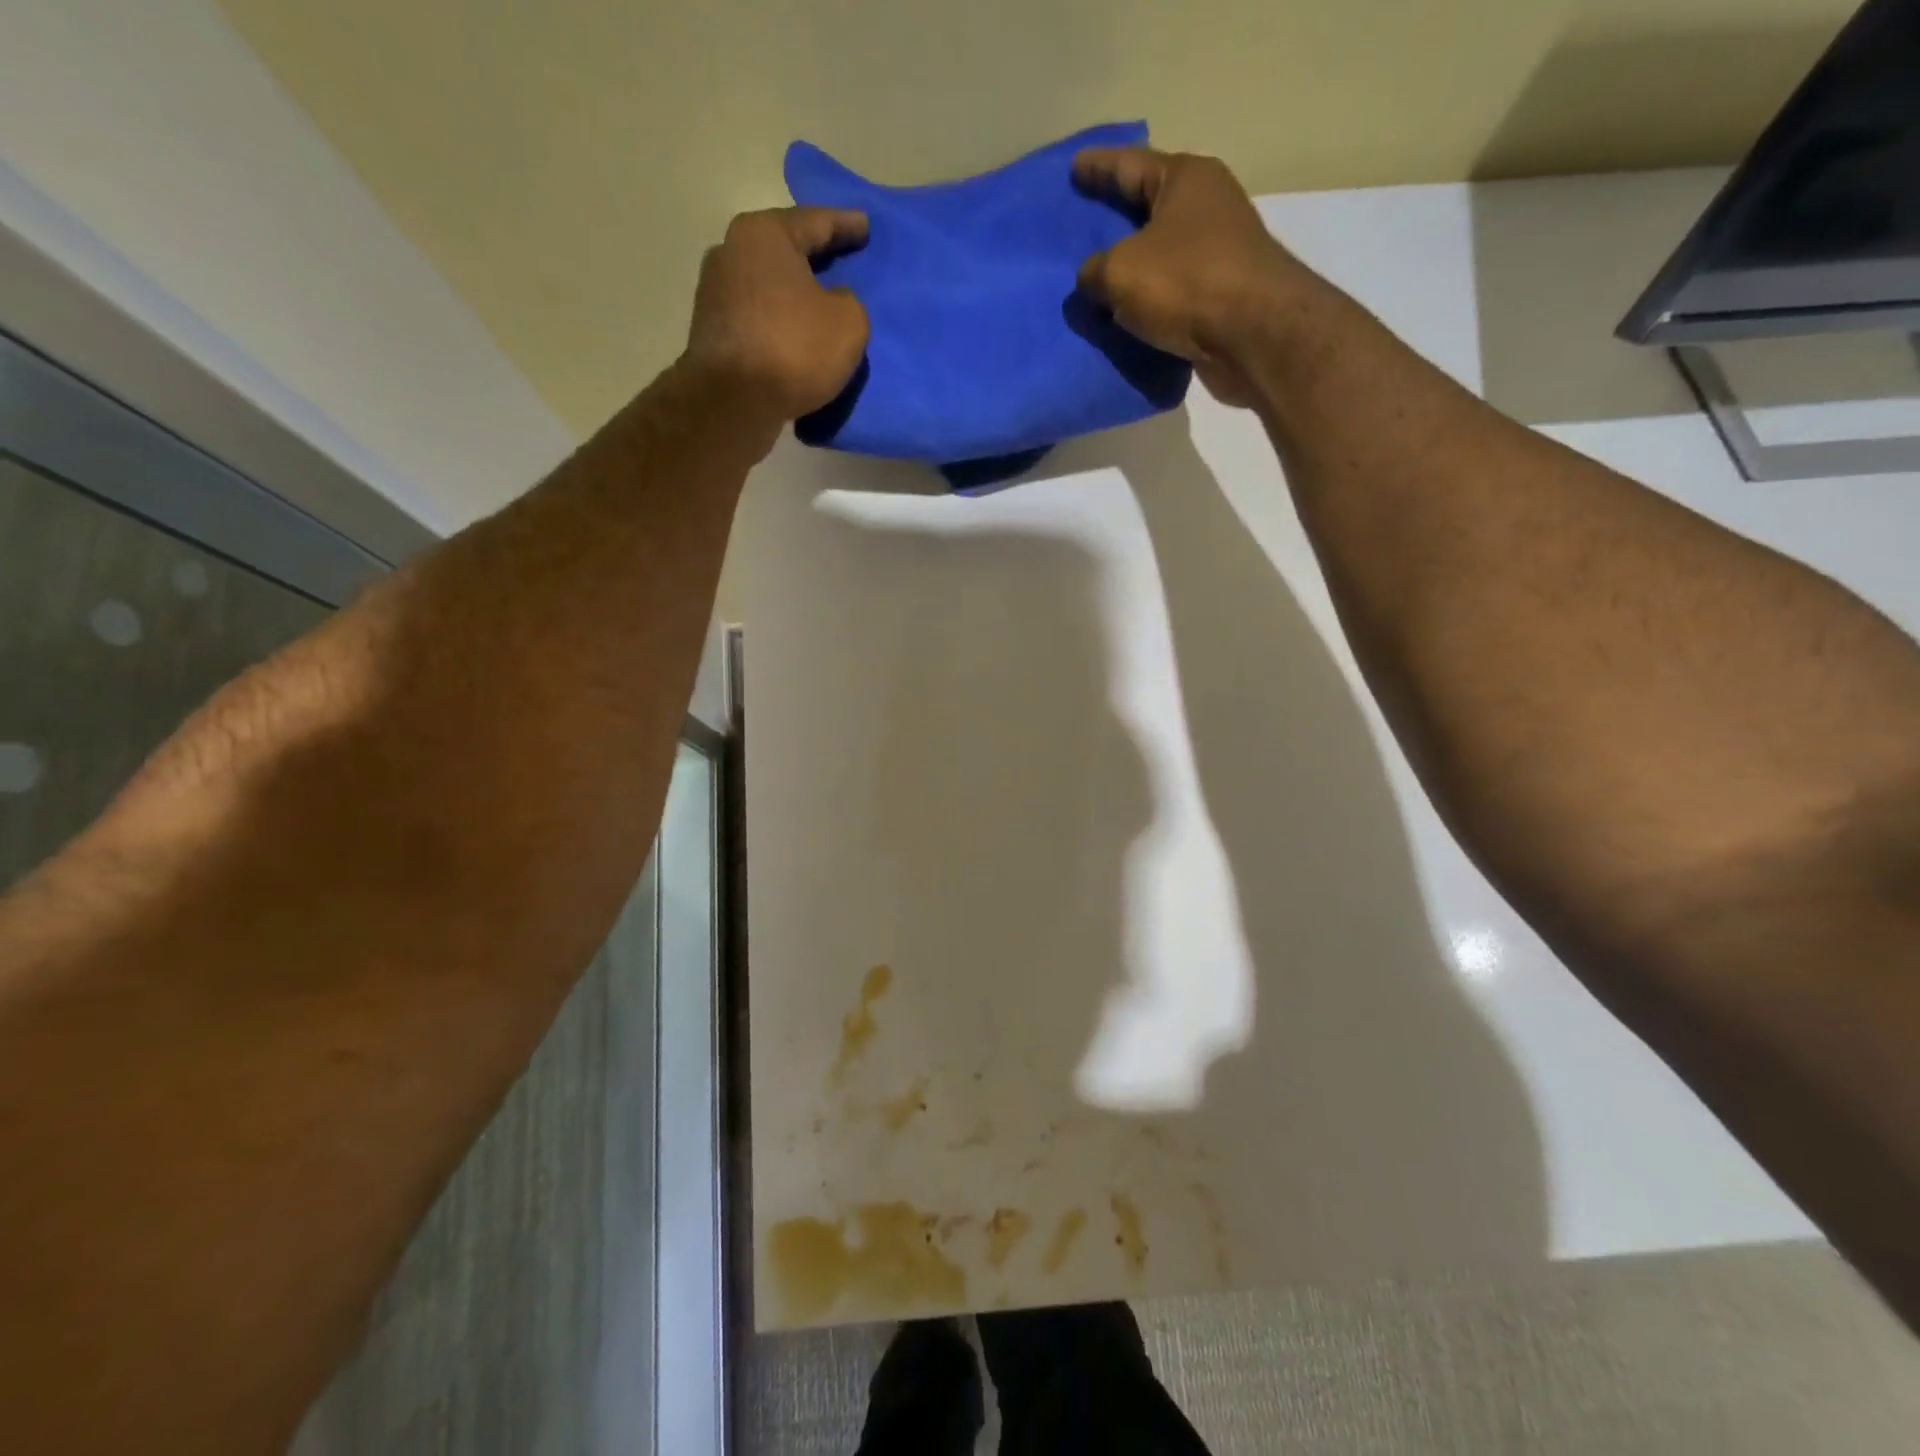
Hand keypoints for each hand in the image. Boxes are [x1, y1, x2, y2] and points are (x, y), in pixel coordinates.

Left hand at [682, 207, 870, 426]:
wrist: (732, 402)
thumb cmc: (793, 348)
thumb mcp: (849, 323)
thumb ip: (850, 303)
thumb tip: (832, 303)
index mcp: (764, 234)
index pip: (816, 221)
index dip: (846, 225)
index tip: (865, 227)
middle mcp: (732, 252)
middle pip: (786, 251)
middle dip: (816, 258)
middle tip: (844, 262)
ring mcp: (716, 293)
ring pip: (770, 287)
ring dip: (795, 295)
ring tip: (822, 305)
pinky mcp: (713, 333)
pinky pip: (759, 319)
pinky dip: (780, 324)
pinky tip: (798, 336)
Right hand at [1073, 149, 1309, 407]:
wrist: (1252, 335)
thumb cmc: (1186, 283)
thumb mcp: (1120, 272)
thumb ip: (1094, 272)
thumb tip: (1092, 279)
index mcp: (1185, 179)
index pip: (1130, 164)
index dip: (1098, 167)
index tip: (1074, 166)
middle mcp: (1207, 206)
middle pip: (1150, 208)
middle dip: (1117, 217)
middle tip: (1084, 224)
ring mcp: (1219, 252)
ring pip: (1162, 255)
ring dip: (1134, 268)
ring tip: (1099, 280)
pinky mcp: (1222, 296)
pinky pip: (1173, 293)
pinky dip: (1150, 302)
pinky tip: (1125, 316)